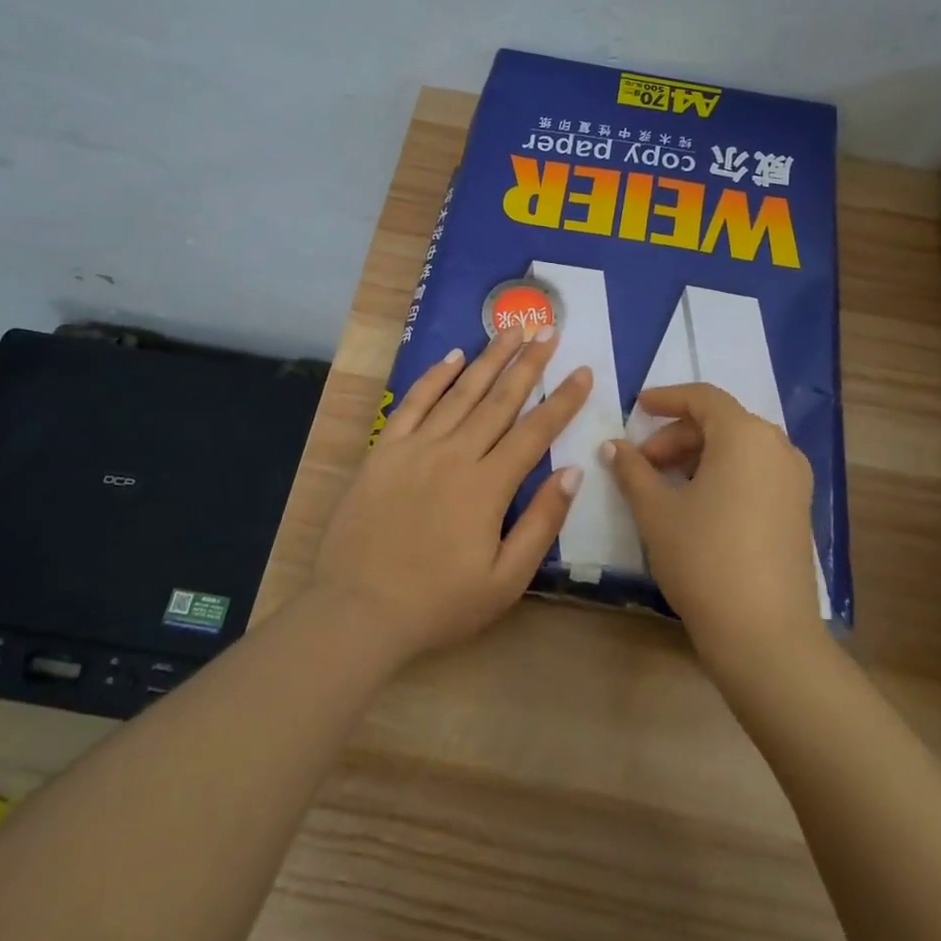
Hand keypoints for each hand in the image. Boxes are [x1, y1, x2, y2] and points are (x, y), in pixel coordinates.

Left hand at [312, 327, 591, 663]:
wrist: (357, 610)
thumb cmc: (438, 603)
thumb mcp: (505, 580)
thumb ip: (541, 523)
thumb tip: (573, 472)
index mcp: (488, 486)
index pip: (535, 431)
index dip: (563, 399)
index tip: (583, 370)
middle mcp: (455, 454)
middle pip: (499, 400)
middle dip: (528, 364)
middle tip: (547, 330)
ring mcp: (416, 448)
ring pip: (460, 392)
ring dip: (489, 359)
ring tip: (510, 330)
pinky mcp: (384, 451)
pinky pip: (413, 403)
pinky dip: (434, 377)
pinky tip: (453, 357)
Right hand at [604, 383, 823, 660]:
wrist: (765, 634)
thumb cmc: (704, 557)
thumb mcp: (656, 510)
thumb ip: (632, 470)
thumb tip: (613, 446)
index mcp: (745, 435)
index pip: (703, 397)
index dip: (666, 398)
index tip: (636, 408)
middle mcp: (777, 447)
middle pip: (720, 423)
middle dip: (676, 437)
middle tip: (641, 464)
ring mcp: (794, 480)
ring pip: (738, 449)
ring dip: (697, 457)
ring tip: (663, 486)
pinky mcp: (798, 510)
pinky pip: (755, 473)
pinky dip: (722, 474)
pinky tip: (695, 505)